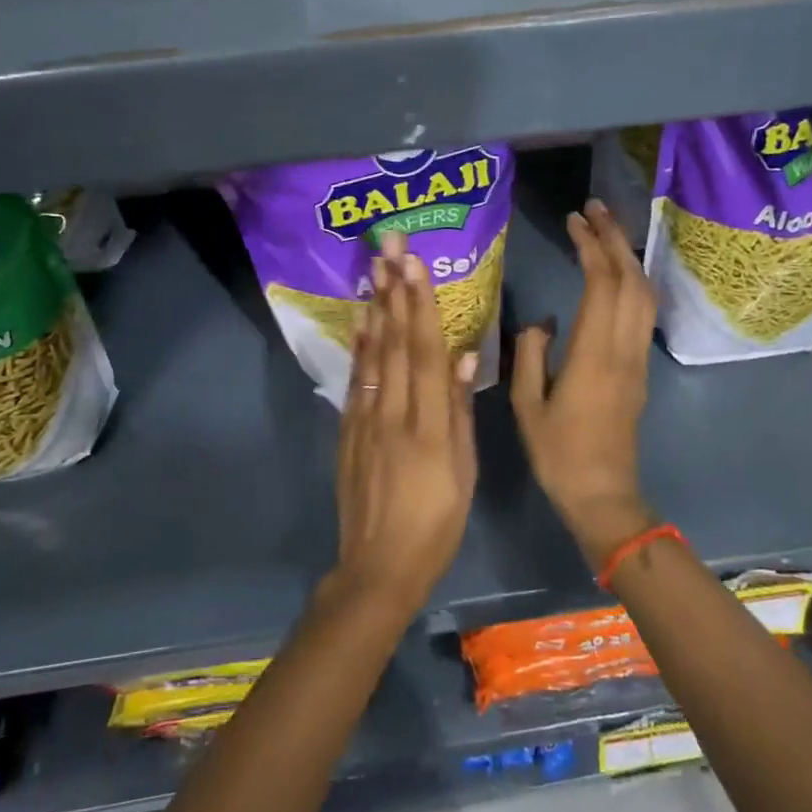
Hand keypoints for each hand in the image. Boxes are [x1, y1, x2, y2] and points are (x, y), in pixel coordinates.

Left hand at [331, 235, 479, 613]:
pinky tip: (363, 321)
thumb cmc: (436, 523)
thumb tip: (462, 356)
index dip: (420, 306)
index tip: (416, 265)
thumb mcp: (463, 473)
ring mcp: (365, 419)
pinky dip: (359, 346)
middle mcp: (393, 413)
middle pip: (394, 342)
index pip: (424, 353)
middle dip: (395, 290)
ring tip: (376, 268)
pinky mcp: (348, 430)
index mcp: (428, 426)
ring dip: (376, 308)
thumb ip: (459, 412)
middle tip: (391, 246)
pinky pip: (356, 379)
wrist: (378, 565)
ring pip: (373, 354)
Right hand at [511, 199, 656, 569]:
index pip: (602, 284)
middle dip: (615, 238)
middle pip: (632, 280)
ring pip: (645, 295)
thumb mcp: (527, 405)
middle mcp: (623, 349)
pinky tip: (616, 274)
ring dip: (628, 257)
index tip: (574, 221)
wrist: (603, 495)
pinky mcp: (639, 370)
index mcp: (593, 354)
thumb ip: (530, 354)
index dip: (591, 246)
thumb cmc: (558, 453)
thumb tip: (543, 321)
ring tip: (606, 231)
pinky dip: (632, 281)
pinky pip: (643, 313)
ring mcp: (637, 359)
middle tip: (594, 209)